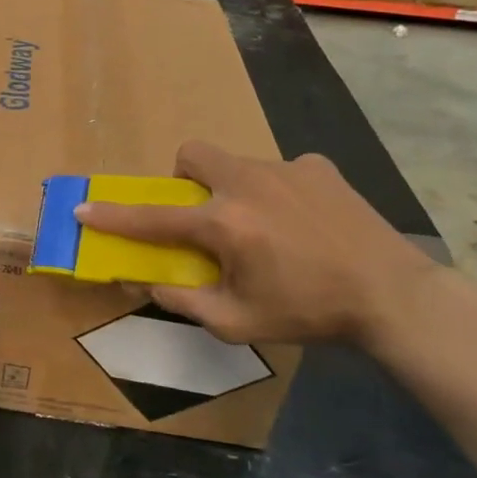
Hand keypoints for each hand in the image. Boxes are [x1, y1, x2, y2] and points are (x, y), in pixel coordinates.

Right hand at [74, 142, 442, 345]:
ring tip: (267, 227)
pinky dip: (279, 191)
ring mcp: (285, 168)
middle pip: (192, 154)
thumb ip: (185, 301)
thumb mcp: (239, 322)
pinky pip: (281, 170)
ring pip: (238, 164)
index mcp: (224, 223)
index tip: (83, 209)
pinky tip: (305, 221)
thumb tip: (149, 282)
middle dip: (184, 177)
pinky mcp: (319, 167)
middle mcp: (247, 183)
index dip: (113, 217)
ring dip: (234, 189)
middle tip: (204, 213)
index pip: (154, 217)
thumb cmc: (310, 313)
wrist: (393, 296)